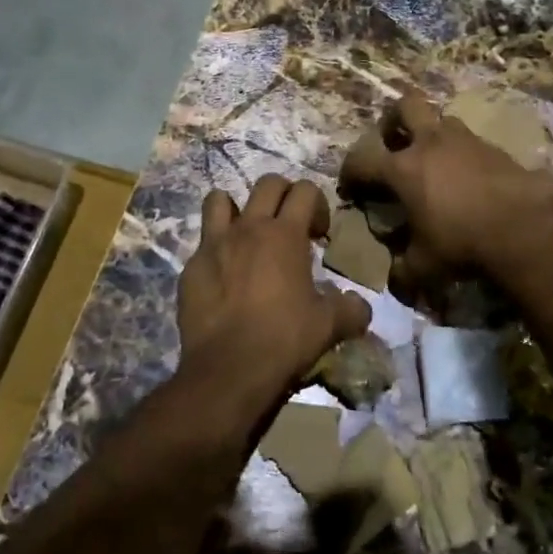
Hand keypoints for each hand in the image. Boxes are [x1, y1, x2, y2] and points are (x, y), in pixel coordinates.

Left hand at [177, 174, 371, 412]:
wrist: (227, 370)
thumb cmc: (283, 339)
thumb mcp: (329, 326)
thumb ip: (350, 309)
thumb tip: (361, 307)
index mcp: (285, 234)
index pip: (304, 189)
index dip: (317, 204)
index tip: (319, 234)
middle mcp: (248, 228)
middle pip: (267, 183)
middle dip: (283, 195)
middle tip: (290, 226)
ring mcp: (214, 244)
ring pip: (220, 200)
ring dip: (237, 209)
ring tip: (248, 235)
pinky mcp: (191, 267)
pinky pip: (203, 242)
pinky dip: (216, 250)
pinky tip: (224, 277)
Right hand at [338, 91, 552, 299]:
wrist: (524, 230)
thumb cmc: (461, 244)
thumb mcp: (423, 267)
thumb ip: (403, 270)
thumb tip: (396, 279)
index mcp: (403, 168)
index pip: (361, 160)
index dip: (350, 173)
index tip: (352, 189)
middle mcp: (430, 144)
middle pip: (405, 105)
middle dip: (393, 120)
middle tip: (393, 144)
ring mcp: (465, 141)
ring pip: (442, 119)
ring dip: (433, 134)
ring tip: (435, 161)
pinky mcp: (495, 148)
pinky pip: (471, 142)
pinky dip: (463, 155)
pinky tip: (469, 179)